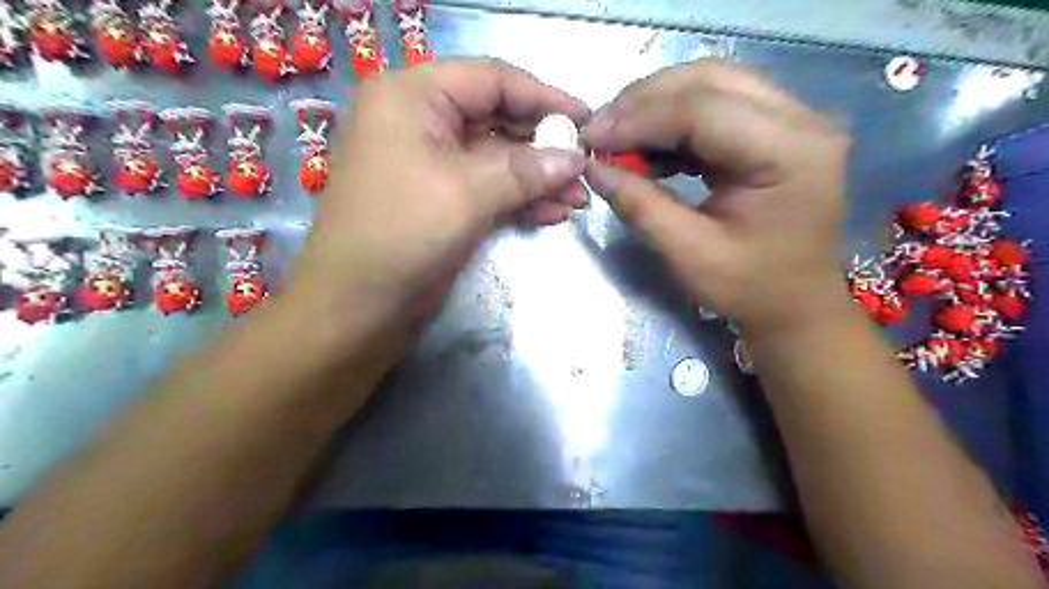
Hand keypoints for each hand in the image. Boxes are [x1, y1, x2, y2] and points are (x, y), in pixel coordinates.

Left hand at [285, 57, 589, 325]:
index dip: (543, 97)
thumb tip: (577, 157)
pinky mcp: (443, 200)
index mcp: (412, 97)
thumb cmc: (402, 232)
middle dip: (544, 146)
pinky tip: (554, 212)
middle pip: (497, 119)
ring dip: (539, 178)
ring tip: (579, 198)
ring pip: (497, 159)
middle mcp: (421, 122)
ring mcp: (433, 164)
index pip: (491, 80)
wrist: (359, 304)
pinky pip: (489, 187)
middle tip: (586, 167)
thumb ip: (526, 169)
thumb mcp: (468, 192)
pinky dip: (521, 199)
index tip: (586, 119)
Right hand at [588, 59, 846, 331]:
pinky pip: (715, 105)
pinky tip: (646, 147)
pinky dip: (672, 121)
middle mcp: (800, 120)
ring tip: (616, 139)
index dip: (639, 119)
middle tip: (600, 132)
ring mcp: (790, 119)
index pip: (703, 110)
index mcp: (791, 153)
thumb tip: (594, 168)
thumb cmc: (750, 287)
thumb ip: (640, 206)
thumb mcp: (689, 254)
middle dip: (644, 101)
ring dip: (656, 106)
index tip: (591, 141)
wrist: (795, 303)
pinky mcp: (773, 129)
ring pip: (710, 83)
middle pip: (709, 80)